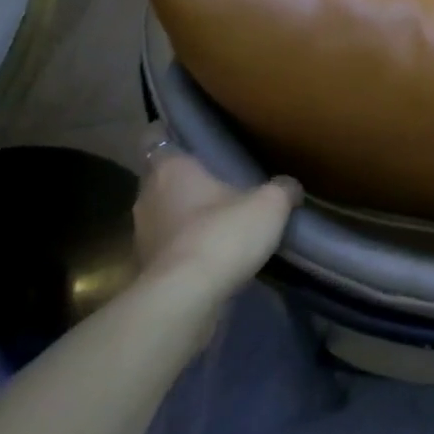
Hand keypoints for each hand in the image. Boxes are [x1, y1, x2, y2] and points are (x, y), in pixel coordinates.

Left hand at [132, 143, 301, 302]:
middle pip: (161, 178)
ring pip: (163, 213)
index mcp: (170, 168)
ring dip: (184, 216)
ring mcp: (143, 233)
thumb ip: (282, 189)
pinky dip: (185, 246)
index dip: (170, 135)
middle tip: (217, 180)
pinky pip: (168, 246)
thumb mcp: (269, 205)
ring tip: (218, 220)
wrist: (187, 298)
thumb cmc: (222, 235)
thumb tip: (290, 186)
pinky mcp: (147, 267)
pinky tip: (212, 253)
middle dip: (185, 180)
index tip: (190, 138)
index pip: (155, 138)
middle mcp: (147, 195)